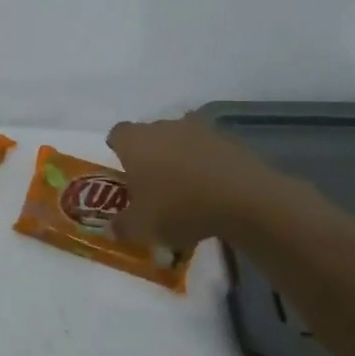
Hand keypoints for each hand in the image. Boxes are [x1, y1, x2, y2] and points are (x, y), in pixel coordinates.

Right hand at [106, 114, 266, 249]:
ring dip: (179, 158)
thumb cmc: (179, 207)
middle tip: (153, 185)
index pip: (117, 134)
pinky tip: (212, 189)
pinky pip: (206, 149)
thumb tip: (112, 228)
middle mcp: (162, 126)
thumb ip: (122, 226)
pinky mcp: (227, 138)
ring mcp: (197, 129)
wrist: (242, 198)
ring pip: (179, 140)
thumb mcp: (143, 228)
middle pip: (149, 135)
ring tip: (186, 189)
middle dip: (149, 155)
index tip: (124, 172)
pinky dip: (205, 163)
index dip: (118, 151)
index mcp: (135, 141)